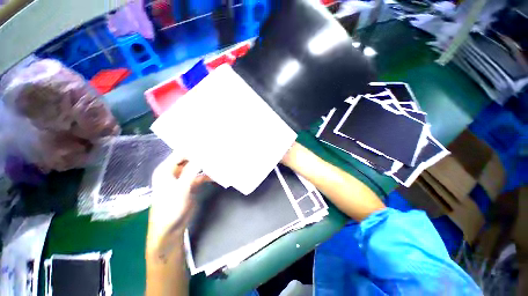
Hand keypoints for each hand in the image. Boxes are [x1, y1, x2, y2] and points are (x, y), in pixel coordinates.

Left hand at [147, 154, 209, 259]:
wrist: (170, 229)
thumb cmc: (170, 207)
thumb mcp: (181, 187)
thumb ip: (192, 170)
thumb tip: (202, 155)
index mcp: (166, 169)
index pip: (181, 153)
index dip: (194, 149)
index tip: (209, 145)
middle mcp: (174, 171)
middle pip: (189, 159)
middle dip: (202, 156)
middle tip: (216, 152)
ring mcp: (182, 178)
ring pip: (196, 167)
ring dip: (206, 166)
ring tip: (218, 162)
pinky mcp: (189, 185)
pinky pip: (200, 176)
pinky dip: (207, 175)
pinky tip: (216, 175)